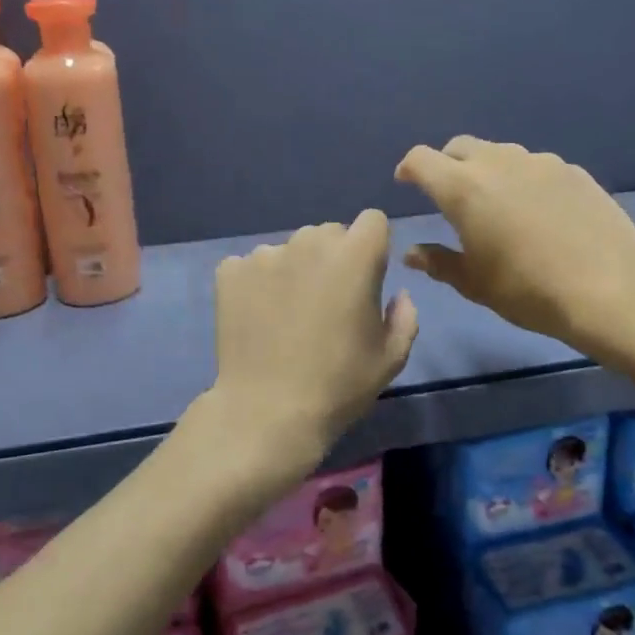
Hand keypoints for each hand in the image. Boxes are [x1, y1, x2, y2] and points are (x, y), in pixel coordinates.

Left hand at [209, 209, 418, 492]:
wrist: (267, 412)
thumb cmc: (339, 385)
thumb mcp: (391, 357)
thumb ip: (404, 316)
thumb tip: (397, 295)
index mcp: (355, 256)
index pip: (372, 221)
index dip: (373, 247)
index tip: (367, 279)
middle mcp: (309, 242)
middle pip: (329, 233)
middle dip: (333, 258)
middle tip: (327, 303)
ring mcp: (265, 254)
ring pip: (290, 249)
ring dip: (295, 270)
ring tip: (287, 314)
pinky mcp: (230, 272)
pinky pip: (252, 265)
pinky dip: (257, 284)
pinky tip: (258, 318)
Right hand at [395, 136, 634, 356]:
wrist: (612, 289)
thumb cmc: (530, 291)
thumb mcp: (475, 284)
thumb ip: (439, 263)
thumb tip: (412, 253)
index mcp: (464, 188)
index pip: (421, 159)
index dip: (409, 169)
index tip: (406, 183)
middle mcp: (498, 163)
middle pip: (460, 147)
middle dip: (446, 164)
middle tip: (449, 196)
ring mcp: (539, 162)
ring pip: (499, 154)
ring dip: (486, 170)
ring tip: (496, 204)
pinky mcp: (572, 170)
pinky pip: (534, 166)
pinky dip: (522, 180)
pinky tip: (538, 212)